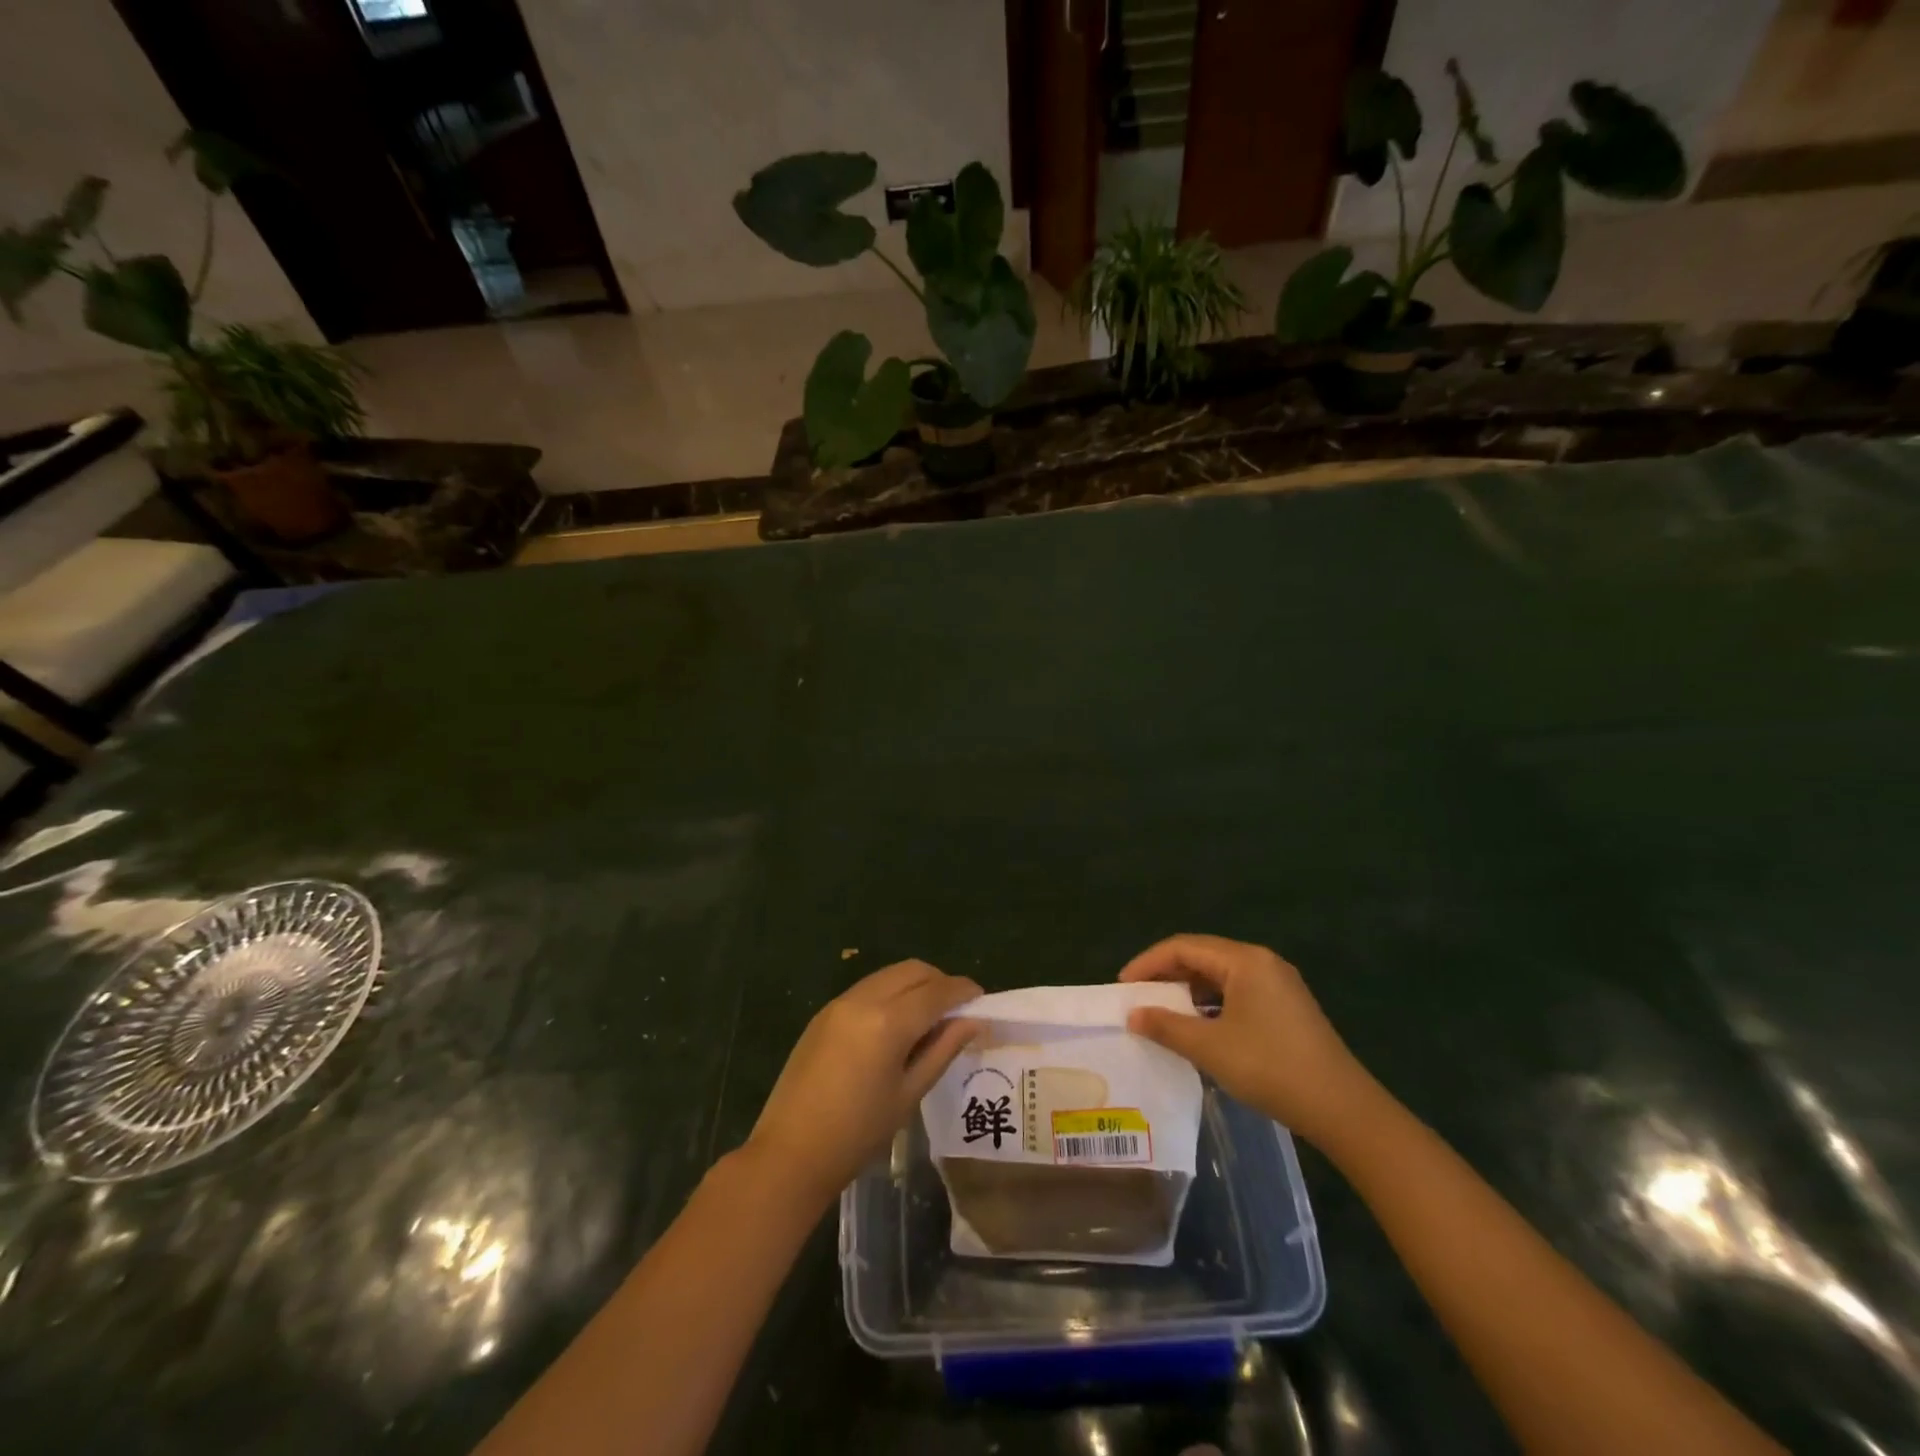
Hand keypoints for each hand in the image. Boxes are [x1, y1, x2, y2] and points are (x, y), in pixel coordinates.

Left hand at [747, 960, 981, 1207]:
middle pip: (913, 970)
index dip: (964, 991)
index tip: (982, 1000)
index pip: (937, 991)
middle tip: (957, 1010)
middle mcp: (864, 999)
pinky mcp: (825, 1012)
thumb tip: (973, 1021)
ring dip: (915, 985)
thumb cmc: (858, 1133)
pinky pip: (868, 987)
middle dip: (940, 982)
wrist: (790, 1153)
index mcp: (888, 1021)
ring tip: (929, 1018)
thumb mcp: (910, 1093)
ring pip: (889, 975)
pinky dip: (891, 994)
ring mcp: (840, 1002)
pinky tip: (896, 1025)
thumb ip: (943, 1049)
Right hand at [1120, 934, 1374, 1146]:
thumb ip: (1166, 1026)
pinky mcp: (1286, 1008)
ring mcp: (1278, 985)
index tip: (1122, 986)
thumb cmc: (1271, 1068)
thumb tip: (1133, 1015)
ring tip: (1162, 1014)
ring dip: (1188, 992)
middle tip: (1138, 998)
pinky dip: (1211, 1004)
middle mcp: (1262, 962)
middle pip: (1202, 957)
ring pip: (1220, 976)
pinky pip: (1237, 993)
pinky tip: (1198, 1028)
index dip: (1148, 963)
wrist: (1342, 1109)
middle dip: (1166, 976)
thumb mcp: (1210, 1047)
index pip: (1183, 947)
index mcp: (1245, 960)